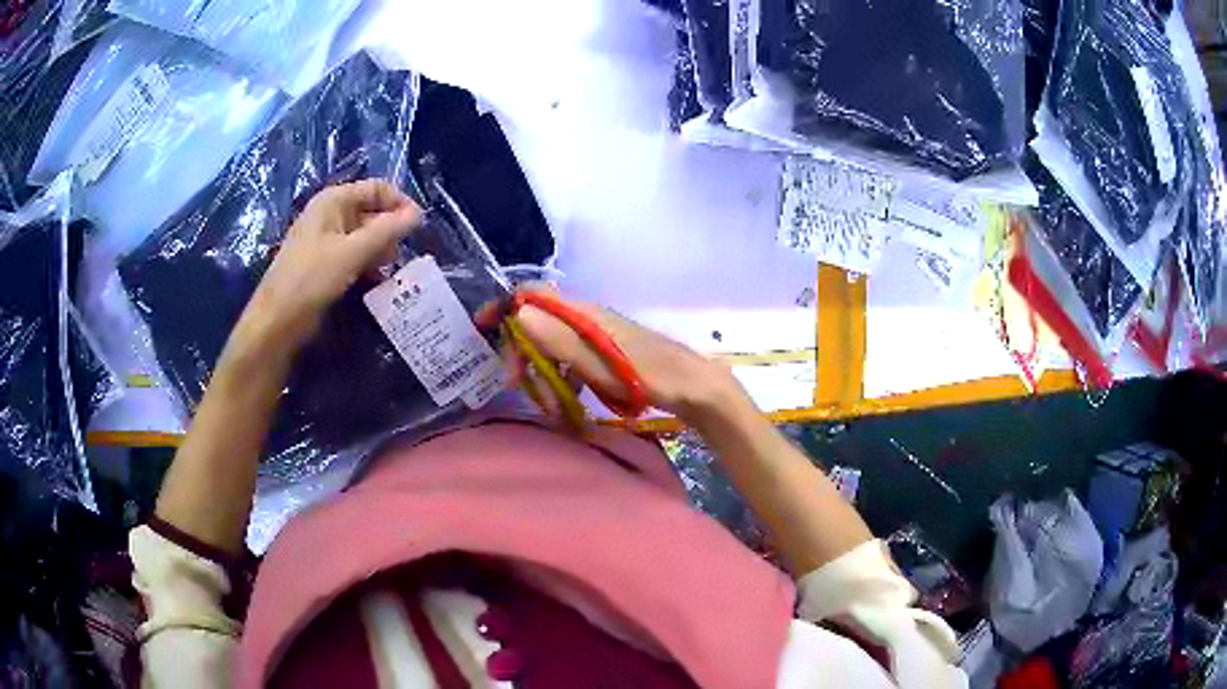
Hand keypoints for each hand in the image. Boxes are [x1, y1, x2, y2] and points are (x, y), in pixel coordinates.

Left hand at [237, 179, 421, 351]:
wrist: (278, 320)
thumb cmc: (312, 279)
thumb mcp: (352, 252)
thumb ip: (387, 231)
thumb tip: (419, 214)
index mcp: (333, 200)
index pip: (377, 188)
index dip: (399, 203)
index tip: (418, 227)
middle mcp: (331, 214)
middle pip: (372, 211)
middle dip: (391, 230)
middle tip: (403, 255)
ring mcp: (327, 239)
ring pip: (366, 236)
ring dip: (382, 250)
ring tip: (392, 270)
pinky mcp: (327, 263)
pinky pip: (356, 255)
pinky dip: (369, 264)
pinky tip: (378, 280)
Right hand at [506, 291, 747, 420]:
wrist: (691, 387)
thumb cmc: (645, 373)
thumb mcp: (596, 360)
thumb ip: (557, 337)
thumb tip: (517, 311)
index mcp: (582, 312)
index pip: (534, 295)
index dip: (505, 306)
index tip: (483, 329)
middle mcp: (586, 319)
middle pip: (538, 326)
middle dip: (523, 355)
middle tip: (518, 387)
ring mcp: (597, 338)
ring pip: (554, 349)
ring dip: (544, 375)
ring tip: (551, 407)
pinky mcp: (606, 357)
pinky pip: (572, 364)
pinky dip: (563, 382)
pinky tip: (568, 405)